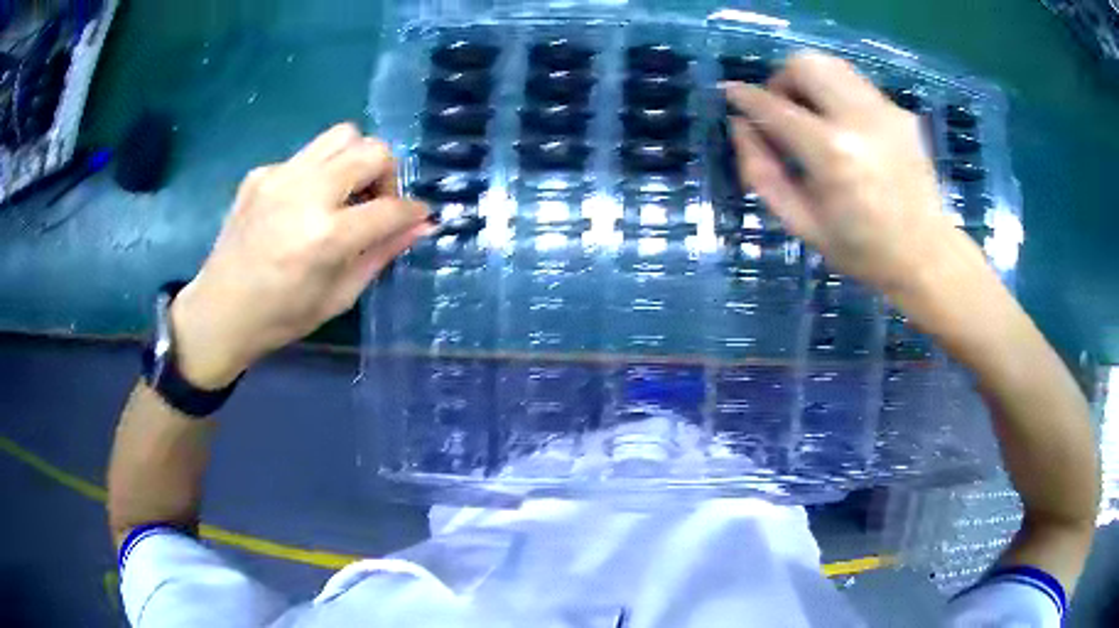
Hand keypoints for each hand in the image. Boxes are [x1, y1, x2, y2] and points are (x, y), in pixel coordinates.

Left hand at [169, 123, 429, 388]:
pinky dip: (318, 173)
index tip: (417, 217)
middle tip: (374, 203)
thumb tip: (420, 226)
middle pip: (372, 150)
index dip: (413, 211)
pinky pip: (306, 156)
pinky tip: (302, 205)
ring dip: (356, 160)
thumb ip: (381, 255)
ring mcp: (279, 176)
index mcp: (326, 236)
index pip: (390, 207)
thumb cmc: (280, 317)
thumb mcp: (338, 296)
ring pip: (341, 135)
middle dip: (387, 174)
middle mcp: (305, 193)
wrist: (219, 311)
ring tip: (344, 193)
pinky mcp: (261, 172)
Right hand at [723, 52, 991, 300]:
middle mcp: (859, 119)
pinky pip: (856, 85)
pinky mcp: (901, 112)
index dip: (746, 98)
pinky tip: (845, 129)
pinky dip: (837, 95)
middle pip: (805, 64)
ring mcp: (885, 111)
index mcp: (832, 154)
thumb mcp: (802, 223)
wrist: (927, 255)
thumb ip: (762, 173)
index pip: (775, 107)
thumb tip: (740, 127)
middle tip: (782, 109)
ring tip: (812, 115)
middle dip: (782, 80)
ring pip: (831, 65)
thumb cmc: (862, 250)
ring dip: (810, 81)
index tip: (731, 94)